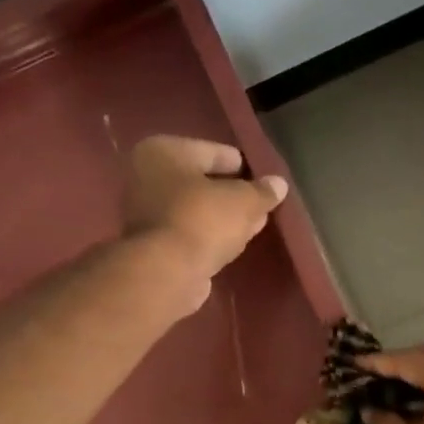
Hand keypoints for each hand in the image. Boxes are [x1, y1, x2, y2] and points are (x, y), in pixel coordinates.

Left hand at [123, 135, 288, 309]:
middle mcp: (145, 176)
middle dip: (231, 193)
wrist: (166, 272)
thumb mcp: (244, 202)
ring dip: (221, 216)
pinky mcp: (151, 245)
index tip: (265, 181)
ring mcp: (144, 213)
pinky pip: (189, 231)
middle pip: (201, 181)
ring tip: (252, 224)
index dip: (243, 166)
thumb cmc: (203, 221)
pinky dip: (209, 235)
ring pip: (195, 209)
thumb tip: (279, 184)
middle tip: (260, 204)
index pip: (213, 152)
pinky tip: (232, 243)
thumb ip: (263, 192)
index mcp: (163, 151)